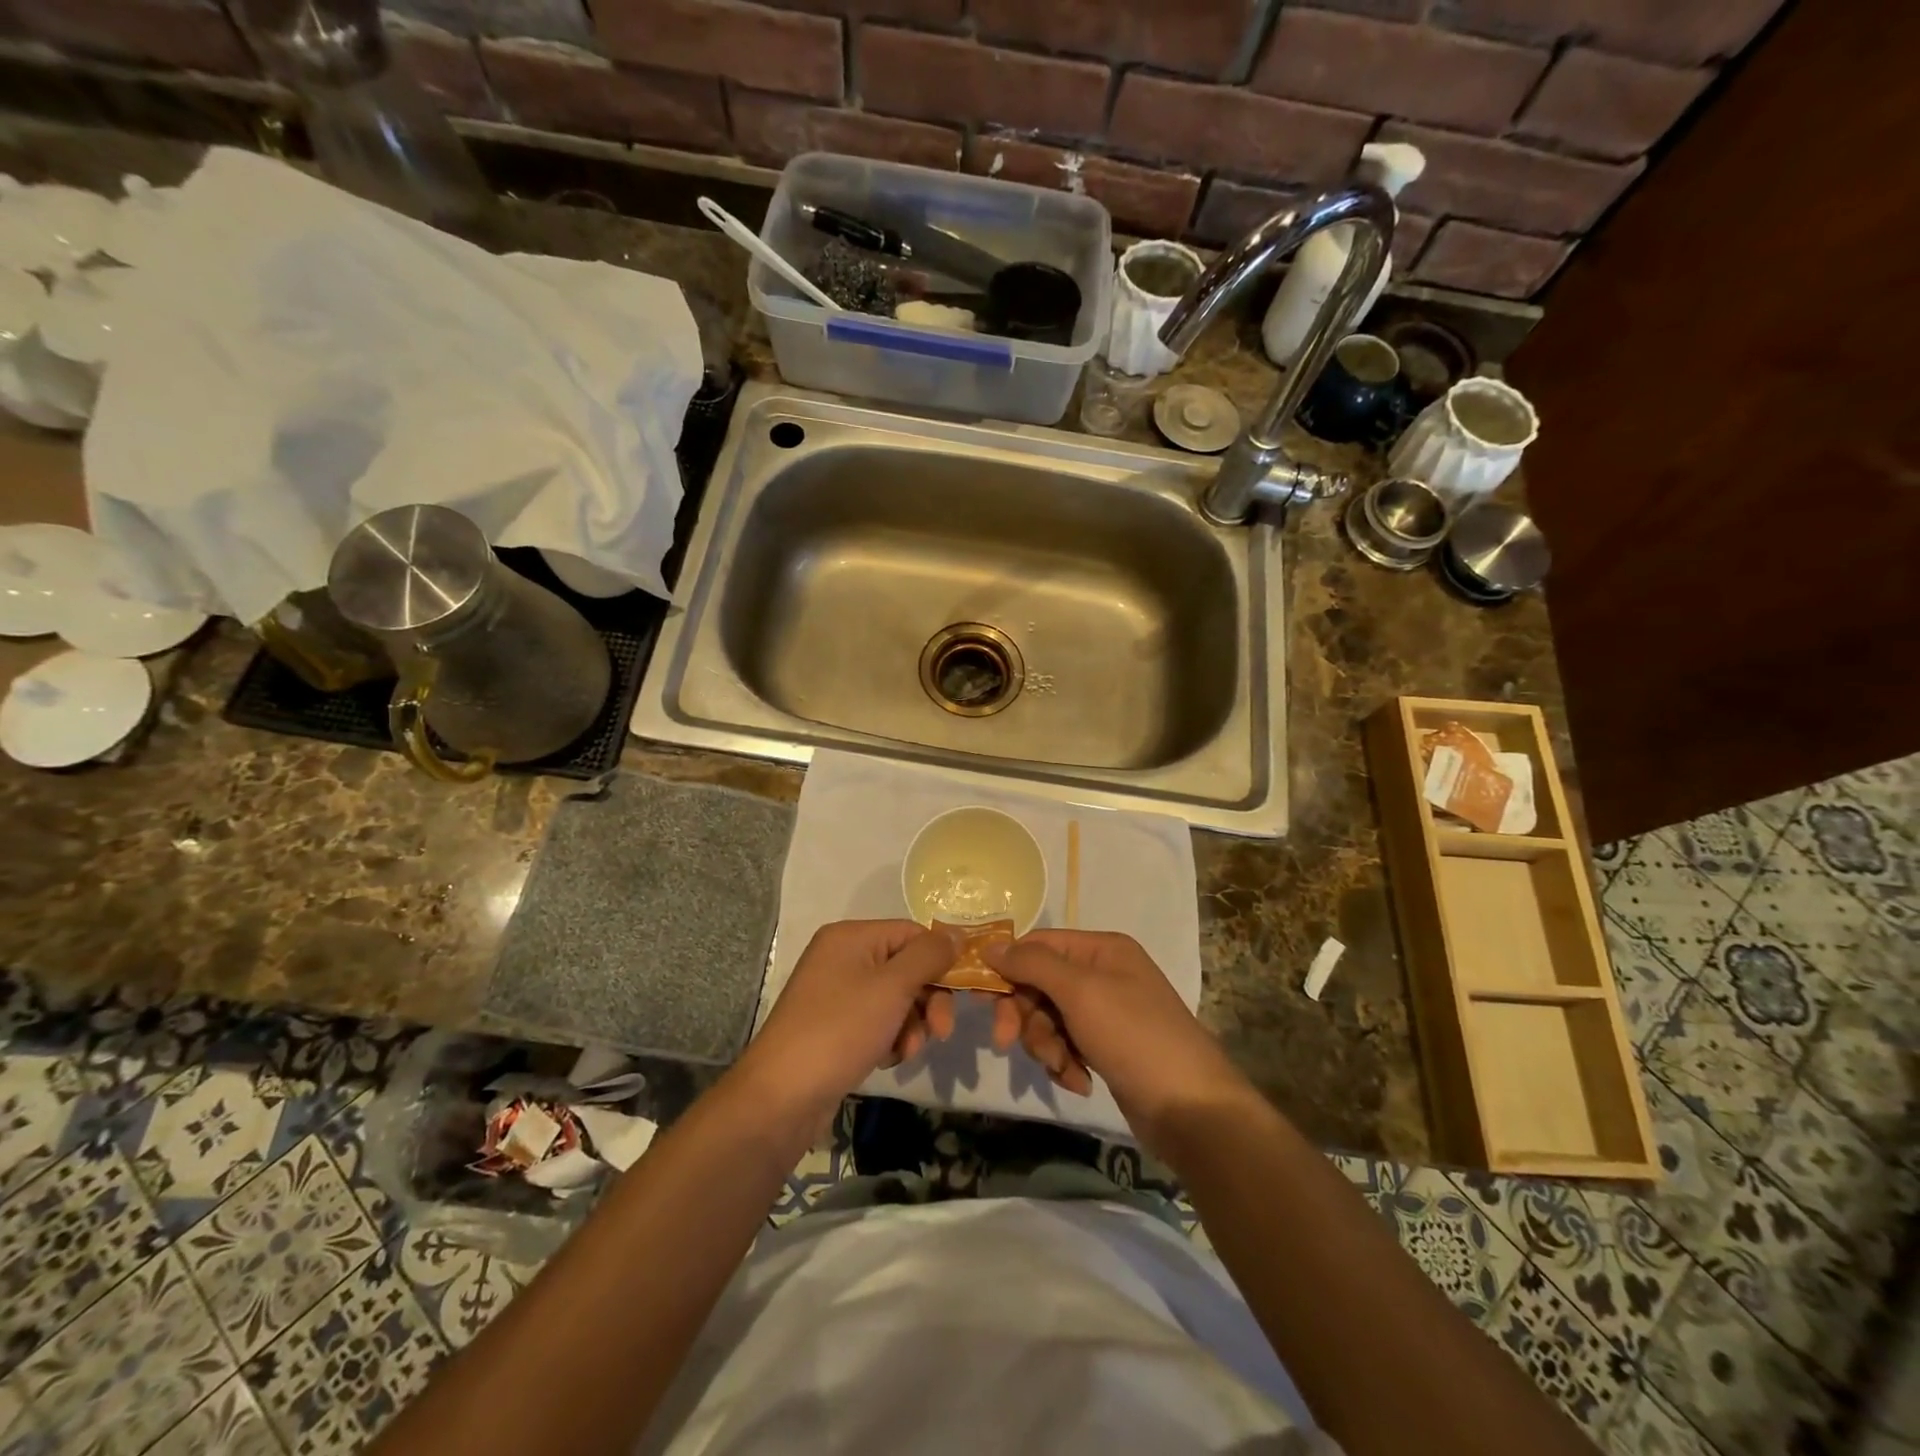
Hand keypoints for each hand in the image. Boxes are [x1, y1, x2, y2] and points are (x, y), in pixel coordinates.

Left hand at [740, 919, 959, 1128]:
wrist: (782, 1097)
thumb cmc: (840, 1030)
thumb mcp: (892, 987)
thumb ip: (929, 956)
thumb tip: (958, 934)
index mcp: (851, 936)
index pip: (912, 933)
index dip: (939, 960)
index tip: (963, 992)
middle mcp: (842, 957)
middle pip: (905, 967)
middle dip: (928, 1000)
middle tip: (941, 1032)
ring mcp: (836, 993)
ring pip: (895, 999)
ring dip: (911, 1025)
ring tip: (906, 1051)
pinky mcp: (835, 1026)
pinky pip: (877, 1021)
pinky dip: (890, 1038)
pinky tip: (887, 1059)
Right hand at [982, 930, 1252, 1142]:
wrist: (1191, 1108)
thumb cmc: (1133, 1036)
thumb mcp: (1080, 991)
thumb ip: (1032, 964)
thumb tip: (991, 944)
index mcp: (1101, 948)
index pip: (1038, 945)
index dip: (1009, 968)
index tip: (984, 1000)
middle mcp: (1103, 973)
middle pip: (1040, 984)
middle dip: (1027, 1017)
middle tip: (1008, 1043)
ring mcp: (1107, 1012)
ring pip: (1049, 1019)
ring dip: (1046, 1045)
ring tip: (1064, 1068)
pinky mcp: (1108, 1047)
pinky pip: (1067, 1045)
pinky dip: (1066, 1063)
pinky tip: (1079, 1082)